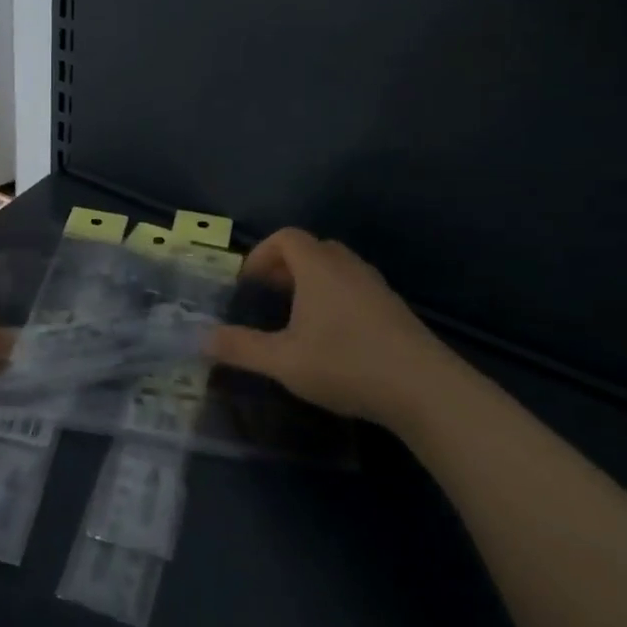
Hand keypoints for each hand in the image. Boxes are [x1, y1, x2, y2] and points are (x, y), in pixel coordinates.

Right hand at [206, 228, 468, 429]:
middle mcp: (348, 267)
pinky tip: (331, 335)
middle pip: (311, 248)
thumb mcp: (283, 361)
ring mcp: (375, 286)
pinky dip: (334, 296)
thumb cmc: (346, 365)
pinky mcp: (393, 309)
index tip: (247, 283)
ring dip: (310, 281)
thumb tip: (201, 338)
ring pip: (336, 267)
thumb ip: (240, 348)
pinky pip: (354, 286)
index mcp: (318, 268)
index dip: (261, 253)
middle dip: (284, 266)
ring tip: (296, 315)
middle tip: (268, 295)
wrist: (425, 389)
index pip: (286, 237)